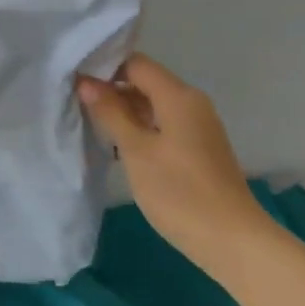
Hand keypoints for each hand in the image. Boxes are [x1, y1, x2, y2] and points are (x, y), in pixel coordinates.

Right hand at [77, 55, 269, 268]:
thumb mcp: (136, 151)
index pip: (135, 64)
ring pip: (151, 105)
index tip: (72, 78)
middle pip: (144, 82)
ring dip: (122, 110)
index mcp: (178, 96)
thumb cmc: (180, 192)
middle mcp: (191, 103)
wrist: (232, 241)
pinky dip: (137, 127)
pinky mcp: (196, 148)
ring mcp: (196, 127)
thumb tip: (87, 82)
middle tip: (72, 100)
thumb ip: (111, 113)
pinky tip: (115, 143)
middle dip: (109, 88)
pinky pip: (160, 124)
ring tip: (86, 119)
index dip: (103, 66)